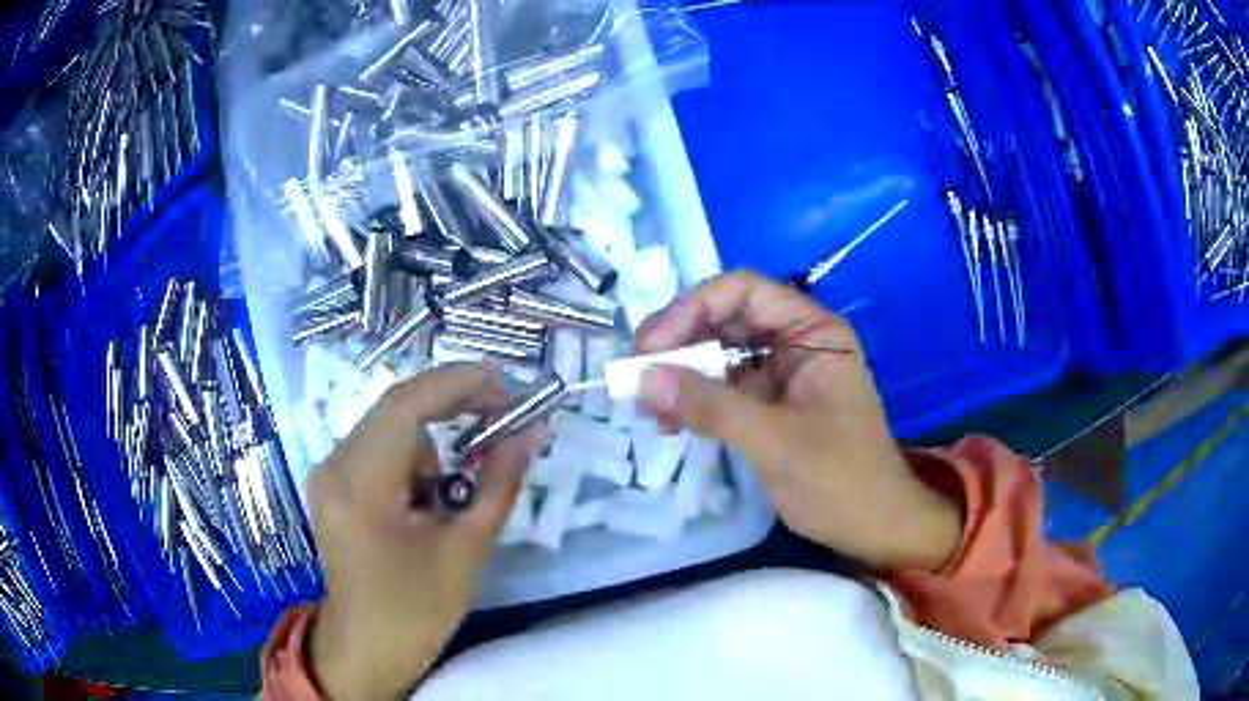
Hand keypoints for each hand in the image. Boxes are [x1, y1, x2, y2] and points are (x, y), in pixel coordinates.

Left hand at [306, 365, 537, 699]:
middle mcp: (333, 466)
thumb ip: (499, 486)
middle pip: (395, 409)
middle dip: (452, 404)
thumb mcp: (466, 551)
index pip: (405, 405)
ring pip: (388, 428)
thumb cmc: (416, 611)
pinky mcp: (331, 485)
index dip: (457, 383)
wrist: (366, 648)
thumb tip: (530, 432)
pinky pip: (377, 449)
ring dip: (431, 442)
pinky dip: (411, 460)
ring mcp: (327, 474)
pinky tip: (425, 500)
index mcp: (360, 486)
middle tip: (502, 412)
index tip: (505, 382)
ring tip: (452, 494)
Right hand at [635, 271, 960, 571]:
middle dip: (679, 343)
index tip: (651, 346)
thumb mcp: (776, 441)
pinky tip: (669, 424)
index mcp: (813, 332)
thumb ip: (712, 406)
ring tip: (646, 405)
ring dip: (681, 375)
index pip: (743, 291)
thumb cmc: (841, 480)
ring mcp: (782, 374)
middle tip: (636, 374)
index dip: (691, 309)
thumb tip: (643, 377)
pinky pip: (723, 389)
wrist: (875, 528)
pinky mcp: (770, 406)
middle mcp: (796, 342)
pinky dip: (694, 401)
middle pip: (725, 319)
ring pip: (719, 355)